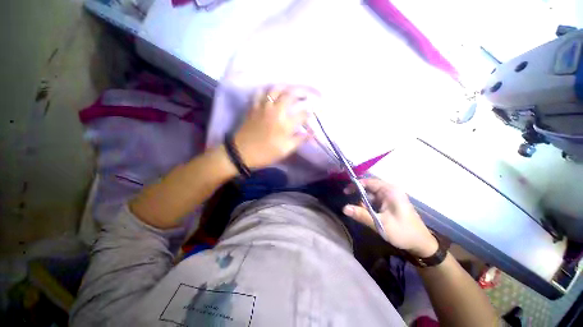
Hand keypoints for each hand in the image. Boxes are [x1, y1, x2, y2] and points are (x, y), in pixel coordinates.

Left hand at [234, 85, 313, 168]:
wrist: (241, 153)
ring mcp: (263, 107)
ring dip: (285, 87)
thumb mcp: (285, 150)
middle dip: (301, 93)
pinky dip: (266, 90)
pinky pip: (259, 93)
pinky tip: (270, 93)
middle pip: (290, 95)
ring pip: (275, 89)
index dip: (309, 113)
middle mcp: (275, 111)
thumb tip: (312, 132)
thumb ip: (299, 139)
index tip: (312, 114)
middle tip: (305, 95)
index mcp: (285, 124)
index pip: (302, 114)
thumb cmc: (266, 153)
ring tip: (290, 89)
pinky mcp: (253, 107)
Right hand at [343, 179, 438, 257]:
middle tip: (353, 206)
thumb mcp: (380, 224)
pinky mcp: (390, 203)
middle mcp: (390, 190)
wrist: (421, 244)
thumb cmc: (403, 232)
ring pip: (371, 195)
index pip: (368, 182)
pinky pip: (375, 200)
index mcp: (390, 190)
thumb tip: (344, 208)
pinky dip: (369, 206)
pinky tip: (369, 215)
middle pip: (369, 188)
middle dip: (360, 197)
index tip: (345, 193)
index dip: (355, 185)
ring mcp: (390, 196)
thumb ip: (361, 215)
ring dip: (364, 203)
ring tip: (363, 214)